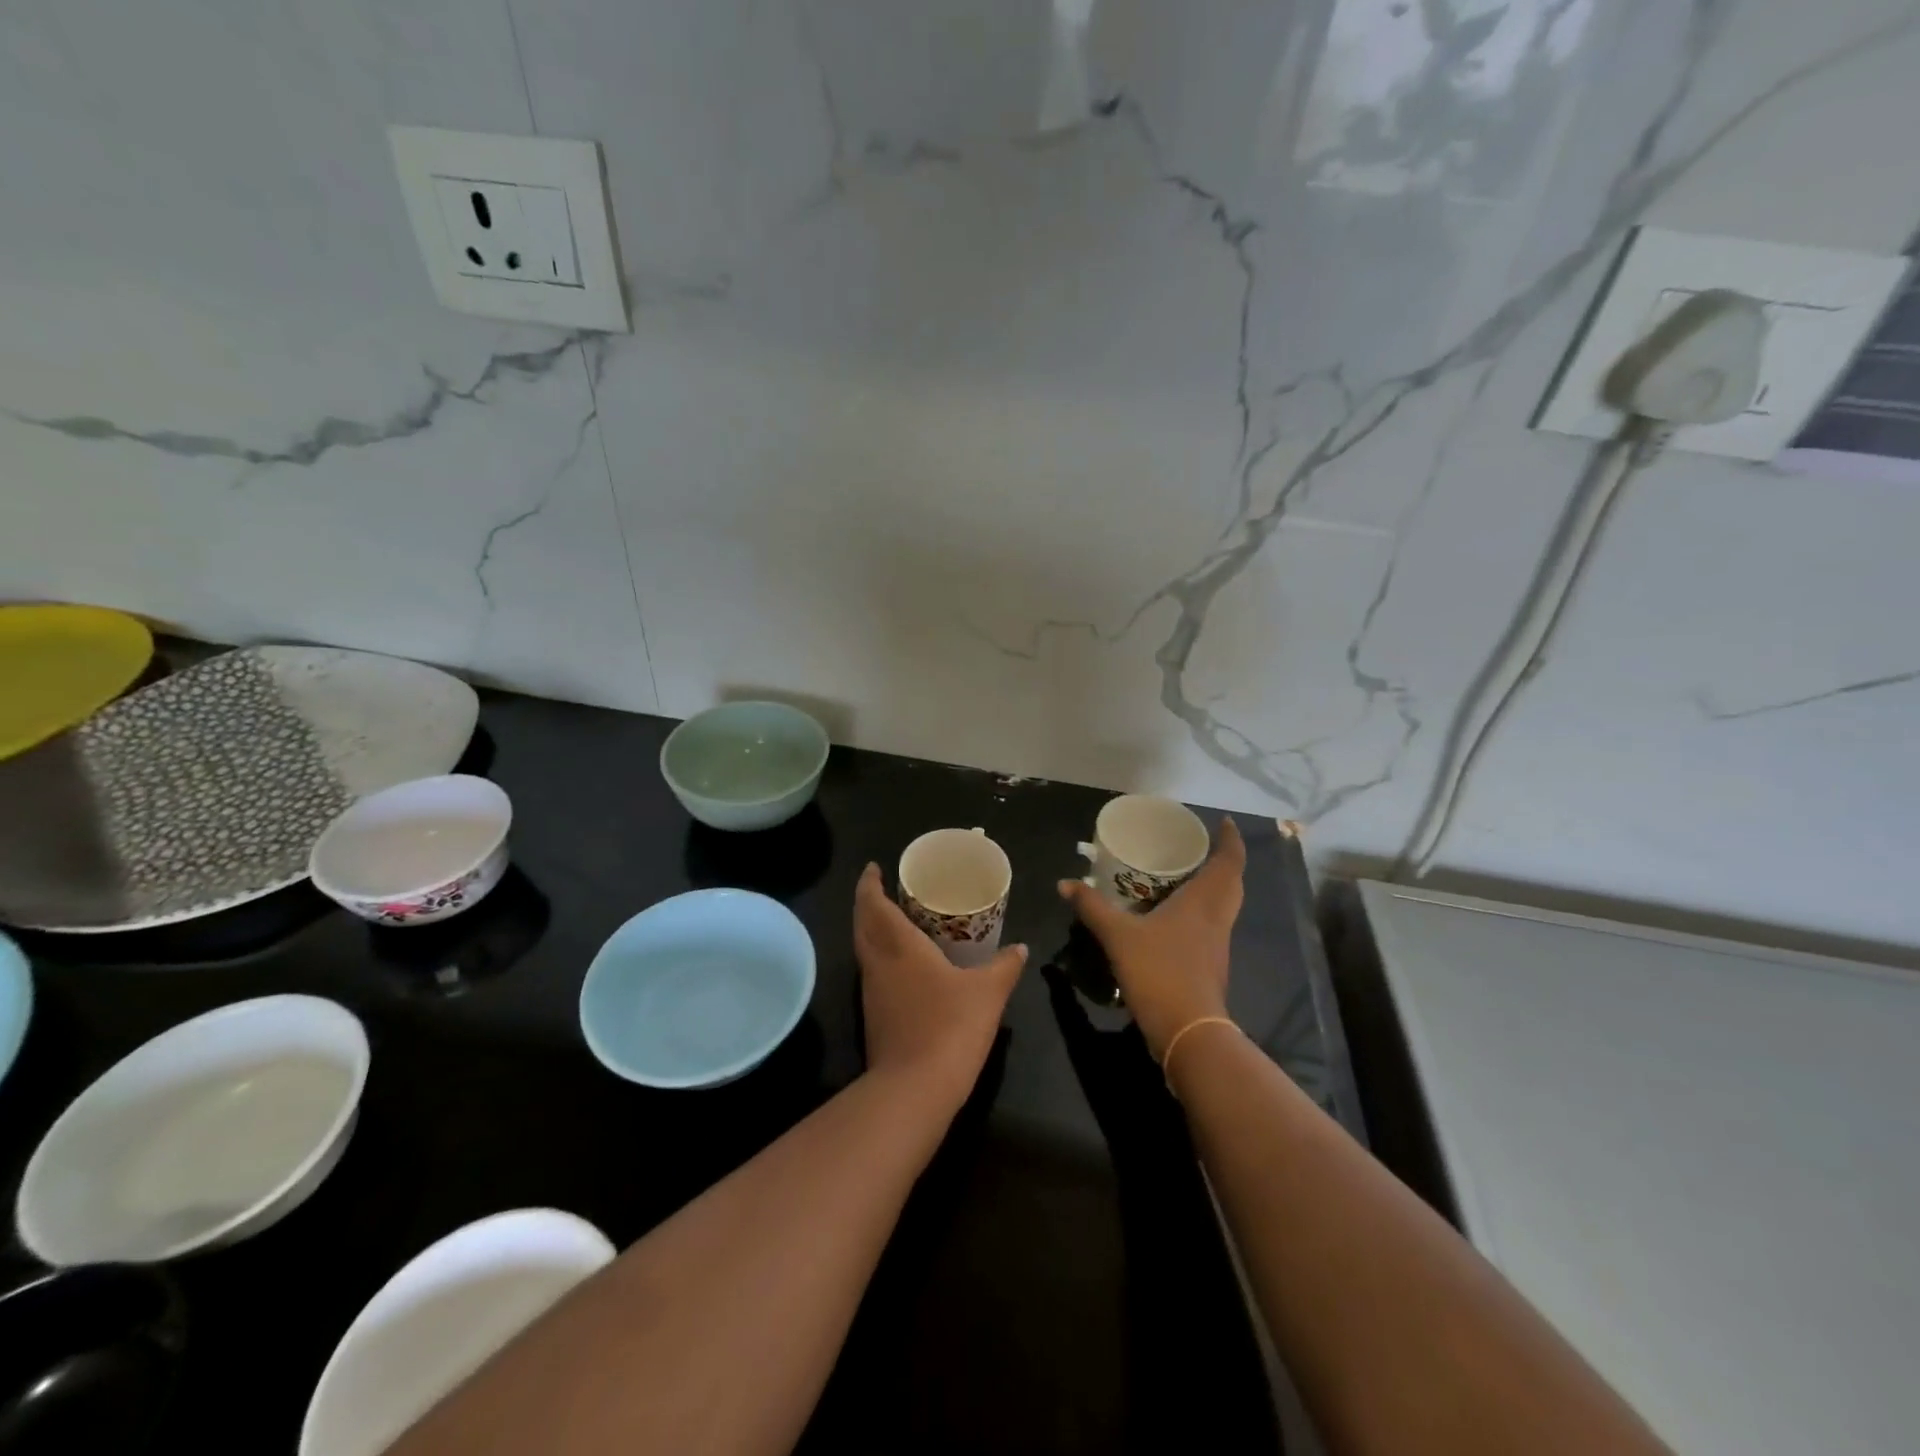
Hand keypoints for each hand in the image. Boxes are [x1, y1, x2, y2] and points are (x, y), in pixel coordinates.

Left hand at [854, 863, 1026, 1113]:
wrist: (914, 1089)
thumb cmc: (950, 1027)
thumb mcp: (988, 993)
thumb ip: (1005, 966)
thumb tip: (1021, 947)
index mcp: (899, 946)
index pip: (874, 904)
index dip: (869, 883)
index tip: (873, 868)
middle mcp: (878, 963)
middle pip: (862, 924)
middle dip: (867, 902)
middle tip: (884, 889)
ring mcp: (872, 992)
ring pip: (864, 949)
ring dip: (872, 930)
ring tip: (896, 920)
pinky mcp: (875, 1016)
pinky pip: (873, 972)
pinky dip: (881, 956)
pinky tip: (904, 965)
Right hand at [1057, 817, 1245, 1058]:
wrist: (1189, 1032)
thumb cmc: (1159, 972)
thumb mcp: (1118, 936)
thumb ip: (1093, 908)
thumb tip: (1066, 883)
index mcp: (1203, 902)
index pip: (1228, 862)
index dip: (1230, 840)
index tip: (1224, 822)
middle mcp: (1217, 918)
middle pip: (1232, 882)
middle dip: (1225, 861)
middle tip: (1202, 846)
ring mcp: (1217, 945)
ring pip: (1225, 905)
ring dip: (1216, 886)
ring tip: (1189, 874)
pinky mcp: (1211, 966)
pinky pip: (1213, 926)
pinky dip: (1203, 911)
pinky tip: (1177, 917)